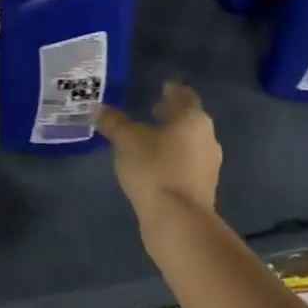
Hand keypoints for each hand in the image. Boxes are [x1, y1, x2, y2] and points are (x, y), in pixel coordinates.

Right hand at [96, 81, 221, 218]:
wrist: (178, 221)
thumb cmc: (154, 169)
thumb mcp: (126, 141)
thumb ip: (113, 122)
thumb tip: (98, 109)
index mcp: (193, 120)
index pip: (185, 96)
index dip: (172, 91)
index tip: (162, 87)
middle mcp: (207, 138)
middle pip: (188, 120)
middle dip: (170, 115)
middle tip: (151, 110)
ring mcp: (208, 165)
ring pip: (188, 143)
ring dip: (171, 138)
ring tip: (148, 138)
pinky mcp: (202, 188)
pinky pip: (185, 163)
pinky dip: (172, 158)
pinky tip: (153, 164)